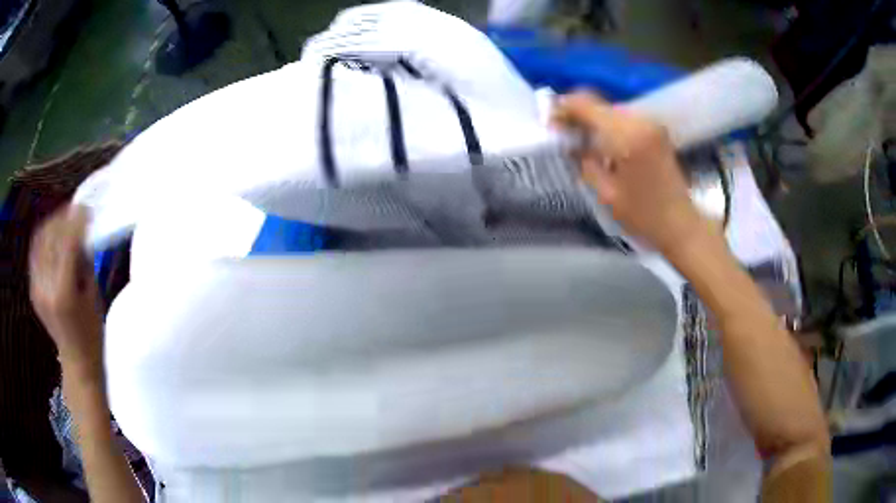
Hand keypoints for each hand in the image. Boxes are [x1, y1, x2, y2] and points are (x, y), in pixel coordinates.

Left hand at [29, 205, 103, 380]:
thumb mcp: (93, 295)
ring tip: (65, 219)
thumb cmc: (92, 334)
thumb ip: (83, 261)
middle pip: (50, 238)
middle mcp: (45, 288)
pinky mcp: (33, 289)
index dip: (76, 221)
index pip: (66, 243)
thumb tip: (81, 232)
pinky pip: (36, 253)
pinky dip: (45, 239)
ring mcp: (36, 288)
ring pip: (40, 241)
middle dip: (63, 218)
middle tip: (77, 211)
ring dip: (53, 225)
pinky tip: (54, 236)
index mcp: (63, 293)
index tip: (87, 209)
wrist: (77, 362)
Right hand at [552, 92, 707, 254]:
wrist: (681, 226)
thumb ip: (583, 160)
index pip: (585, 104)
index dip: (563, 109)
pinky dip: (609, 126)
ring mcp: (651, 123)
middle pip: (598, 104)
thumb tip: (567, 142)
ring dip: (593, 121)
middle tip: (563, 136)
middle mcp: (640, 120)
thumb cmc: (643, 216)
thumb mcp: (605, 192)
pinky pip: (624, 119)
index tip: (550, 124)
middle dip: (577, 115)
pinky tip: (603, 145)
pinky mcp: (657, 131)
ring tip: (581, 142)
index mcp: (626, 135)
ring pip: (610, 110)